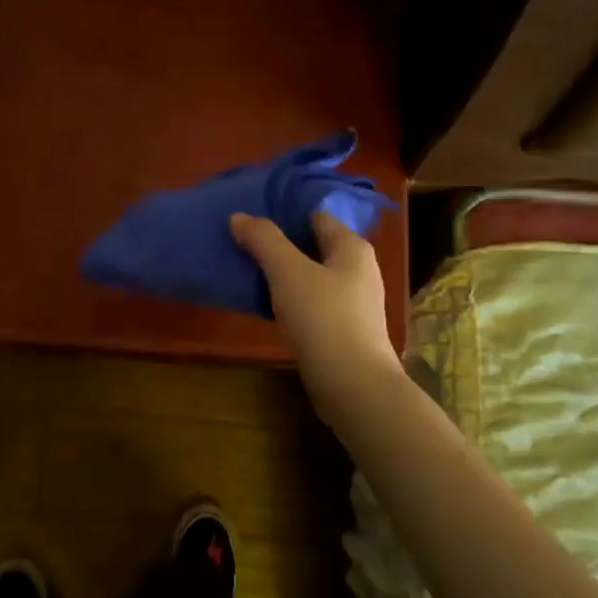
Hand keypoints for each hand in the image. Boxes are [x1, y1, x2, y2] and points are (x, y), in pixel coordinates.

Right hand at [229, 211, 405, 425]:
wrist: (353, 385)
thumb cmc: (323, 318)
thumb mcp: (288, 272)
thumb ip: (264, 240)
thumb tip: (239, 216)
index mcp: (352, 247)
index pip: (315, 215)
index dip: (284, 212)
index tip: (251, 215)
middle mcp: (358, 269)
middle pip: (312, 245)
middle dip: (279, 243)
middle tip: (242, 242)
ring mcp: (353, 302)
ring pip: (310, 275)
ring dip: (282, 273)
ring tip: (247, 271)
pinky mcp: (343, 329)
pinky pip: (311, 302)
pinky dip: (289, 299)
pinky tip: (265, 305)